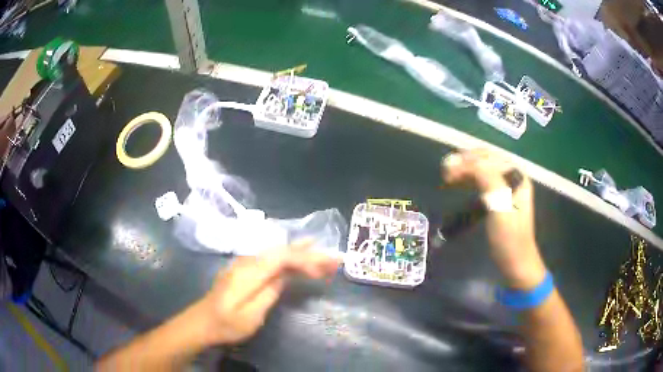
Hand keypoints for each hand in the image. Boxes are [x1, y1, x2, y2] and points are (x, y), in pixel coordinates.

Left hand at [199, 240, 339, 344]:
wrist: (202, 322)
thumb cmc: (226, 323)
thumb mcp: (250, 315)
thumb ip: (269, 293)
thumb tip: (285, 277)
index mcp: (249, 272)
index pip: (282, 257)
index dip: (306, 260)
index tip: (325, 270)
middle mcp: (247, 261)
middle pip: (282, 251)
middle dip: (309, 253)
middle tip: (334, 259)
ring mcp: (245, 263)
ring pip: (277, 252)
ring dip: (301, 253)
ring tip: (324, 255)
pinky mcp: (245, 269)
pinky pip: (271, 258)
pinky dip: (289, 257)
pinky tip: (298, 255)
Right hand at [441, 149, 546, 288]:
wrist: (516, 263)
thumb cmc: (509, 239)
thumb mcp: (501, 210)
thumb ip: (489, 181)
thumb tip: (469, 161)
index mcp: (517, 176)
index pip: (490, 158)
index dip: (468, 160)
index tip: (448, 171)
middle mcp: (512, 177)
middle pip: (486, 160)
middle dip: (465, 162)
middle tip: (445, 171)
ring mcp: (506, 188)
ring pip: (482, 169)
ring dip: (465, 169)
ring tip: (447, 176)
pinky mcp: (498, 198)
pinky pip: (482, 181)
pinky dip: (468, 179)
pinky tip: (457, 183)